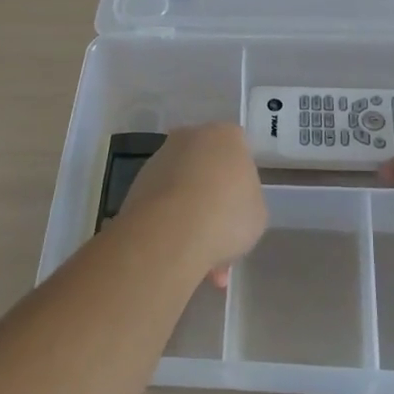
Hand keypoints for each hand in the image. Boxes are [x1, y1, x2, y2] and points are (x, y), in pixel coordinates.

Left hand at [118, 122, 267, 287]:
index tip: (241, 208)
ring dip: (191, 215)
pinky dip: (170, 224)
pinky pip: (163, 204)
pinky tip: (179, 253)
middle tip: (221, 235)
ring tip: (200, 257)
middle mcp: (189, 137)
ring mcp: (159, 159)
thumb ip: (247, 199)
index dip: (241, 182)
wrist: (170, 233)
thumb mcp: (257, 213)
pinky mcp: (136, 184)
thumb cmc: (226, 216)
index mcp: (226, 136)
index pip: (239, 151)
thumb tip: (232, 202)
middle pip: (207, 167)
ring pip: (183, 188)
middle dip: (213, 199)